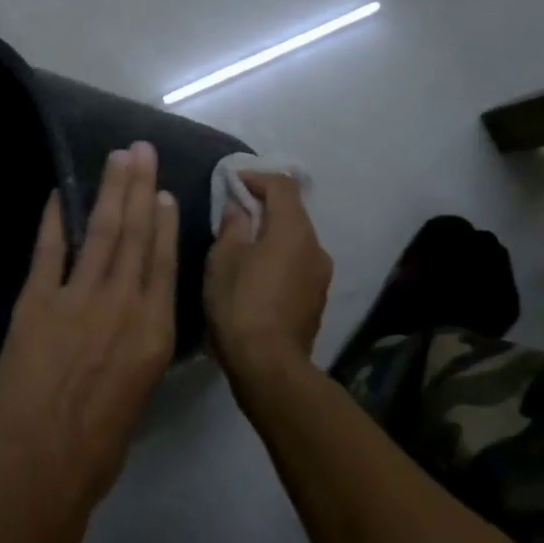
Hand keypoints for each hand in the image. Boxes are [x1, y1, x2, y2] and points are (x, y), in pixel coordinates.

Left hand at [0, 143, 177, 542]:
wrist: (42, 467)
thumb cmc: (100, 444)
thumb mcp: (140, 391)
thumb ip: (141, 344)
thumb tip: (137, 312)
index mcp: (154, 332)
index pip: (164, 264)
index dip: (164, 223)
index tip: (163, 191)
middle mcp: (123, 306)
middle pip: (135, 236)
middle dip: (138, 188)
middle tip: (139, 150)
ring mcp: (78, 301)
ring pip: (101, 234)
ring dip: (107, 192)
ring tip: (115, 159)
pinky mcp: (36, 304)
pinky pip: (48, 252)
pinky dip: (54, 221)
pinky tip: (59, 194)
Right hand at [204, 173, 332, 384]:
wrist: (268, 365)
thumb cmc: (240, 303)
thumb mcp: (223, 259)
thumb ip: (232, 226)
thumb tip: (238, 208)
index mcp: (293, 230)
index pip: (283, 186)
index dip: (257, 177)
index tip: (233, 181)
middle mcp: (315, 247)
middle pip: (292, 213)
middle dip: (264, 206)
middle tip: (234, 212)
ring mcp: (320, 276)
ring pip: (296, 241)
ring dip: (272, 235)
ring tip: (243, 246)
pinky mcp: (316, 300)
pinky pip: (297, 265)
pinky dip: (278, 259)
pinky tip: (256, 275)